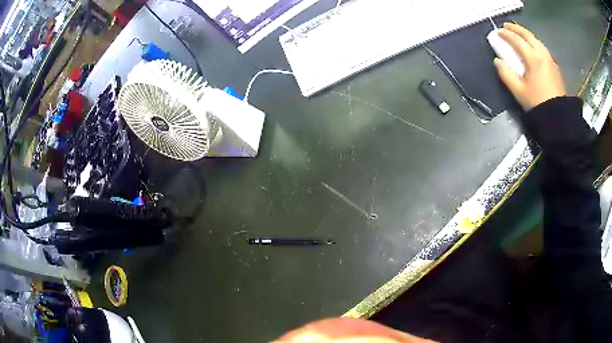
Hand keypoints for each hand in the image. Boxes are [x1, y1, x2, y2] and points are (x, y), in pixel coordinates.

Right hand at [494, 23, 565, 110]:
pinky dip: (534, 42)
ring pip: (536, 39)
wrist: (557, 117)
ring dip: (525, 34)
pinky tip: (531, 46)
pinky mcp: (554, 66)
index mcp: (533, 59)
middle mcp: (542, 54)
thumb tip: (498, 61)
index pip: (516, 40)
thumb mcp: (518, 91)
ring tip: (518, 34)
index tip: (497, 32)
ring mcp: (550, 59)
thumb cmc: (537, 104)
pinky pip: (542, 47)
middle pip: (527, 34)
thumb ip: (506, 74)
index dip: (505, 34)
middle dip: (516, 28)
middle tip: (506, 26)